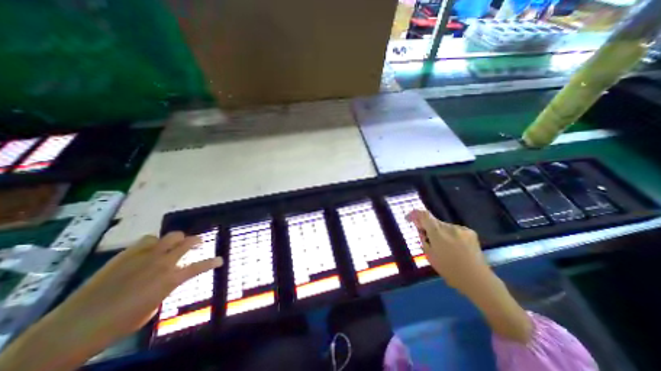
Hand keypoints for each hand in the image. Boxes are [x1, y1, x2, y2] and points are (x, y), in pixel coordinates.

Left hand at [0, 232, 223, 370]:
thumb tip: (166, 280)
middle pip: (187, 242)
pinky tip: (150, 248)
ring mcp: (144, 256)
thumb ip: (165, 288)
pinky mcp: (126, 254)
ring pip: (170, 236)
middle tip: (199, 243)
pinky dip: (154, 242)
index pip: (199, 266)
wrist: (72, 329)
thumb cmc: (119, 325)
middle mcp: (162, 263)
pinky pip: (147, 239)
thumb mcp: (152, 308)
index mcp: (170, 279)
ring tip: (174, 244)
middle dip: (197, 241)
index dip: (213, 262)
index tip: (220, 260)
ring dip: (176, 239)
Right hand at [406, 210, 532, 343]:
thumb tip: (421, 229)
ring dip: (438, 231)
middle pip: (433, 221)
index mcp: (438, 234)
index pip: (424, 215)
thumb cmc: (450, 270)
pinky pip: (453, 229)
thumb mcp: (430, 256)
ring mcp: (461, 229)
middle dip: (426, 226)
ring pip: (443, 226)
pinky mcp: (470, 232)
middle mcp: (449, 227)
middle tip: (424, 236)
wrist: (478, 280)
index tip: (409, 219)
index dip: (414, 213)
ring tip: (441, 245)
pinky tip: (453, 246)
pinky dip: (449, 234)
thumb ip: (423, 239)